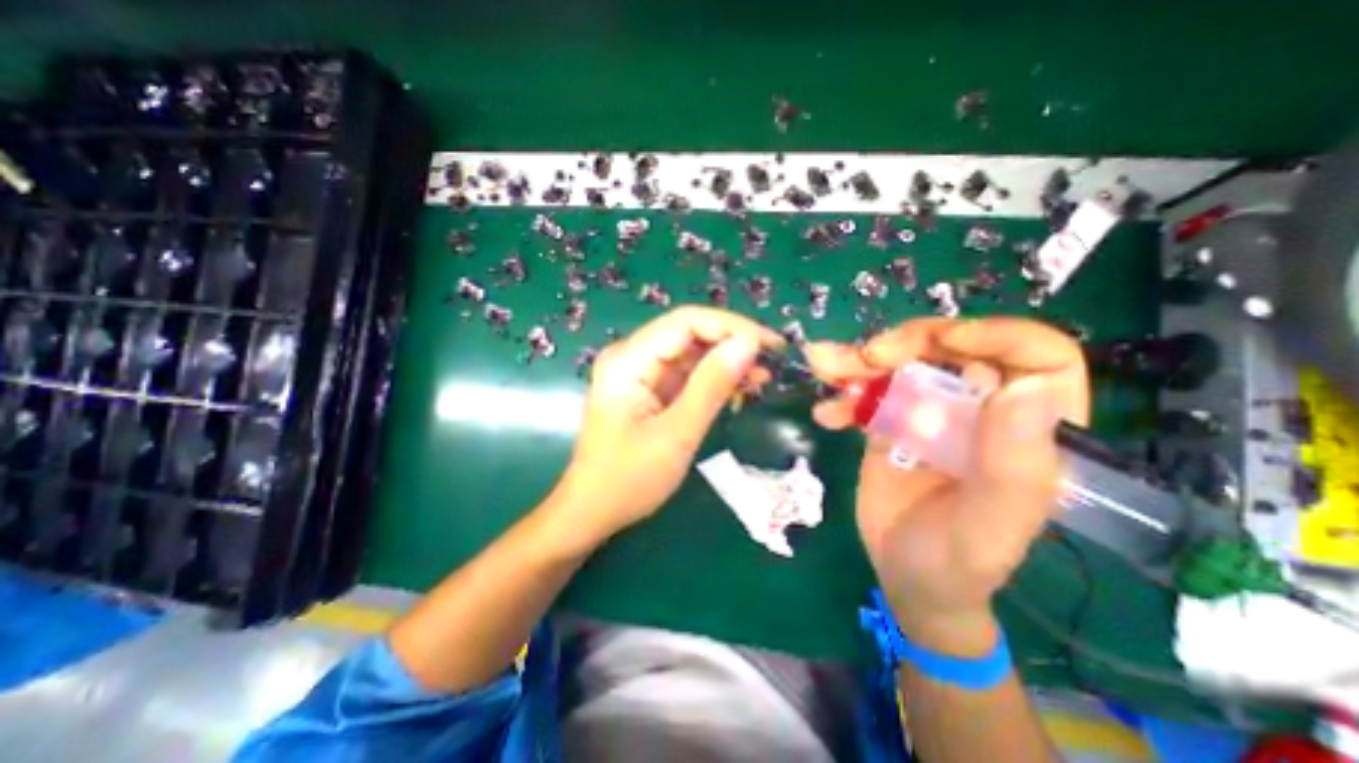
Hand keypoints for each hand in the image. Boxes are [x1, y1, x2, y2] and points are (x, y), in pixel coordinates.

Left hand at [555, 306, 785, 543]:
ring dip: (726, 360)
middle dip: (732, 342)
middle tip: (772, 361)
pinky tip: (739, 388)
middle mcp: (631, 355)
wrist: (592, 511)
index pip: (686, 321)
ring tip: (763, 377)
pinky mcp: (647, 387)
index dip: (732, 326)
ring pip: (691, 351)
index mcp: (628, 360)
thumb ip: (711, 386)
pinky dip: (713, 378)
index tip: (770, 345)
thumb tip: (749, 344)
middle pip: (689, 332)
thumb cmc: (629, 480)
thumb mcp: (677, 435)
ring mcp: (638, 371)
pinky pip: (685, 372)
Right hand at [805, 318, 1090, 651]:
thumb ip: (1012, 465)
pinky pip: (867, 391)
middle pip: (951, 348)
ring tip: (824, 366)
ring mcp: (930, 412)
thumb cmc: (958, 560)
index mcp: (1025, 429)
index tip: (942, 343)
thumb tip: (1025, 388)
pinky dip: (842, 393)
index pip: (1036, 357)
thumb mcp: (989, 524)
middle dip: (906, 342)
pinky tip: (825, 413)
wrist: (905, 576)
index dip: (995, 335)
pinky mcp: (890, 421)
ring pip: (901, 363)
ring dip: (859, 361)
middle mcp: (979, 409)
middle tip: (866, 357)